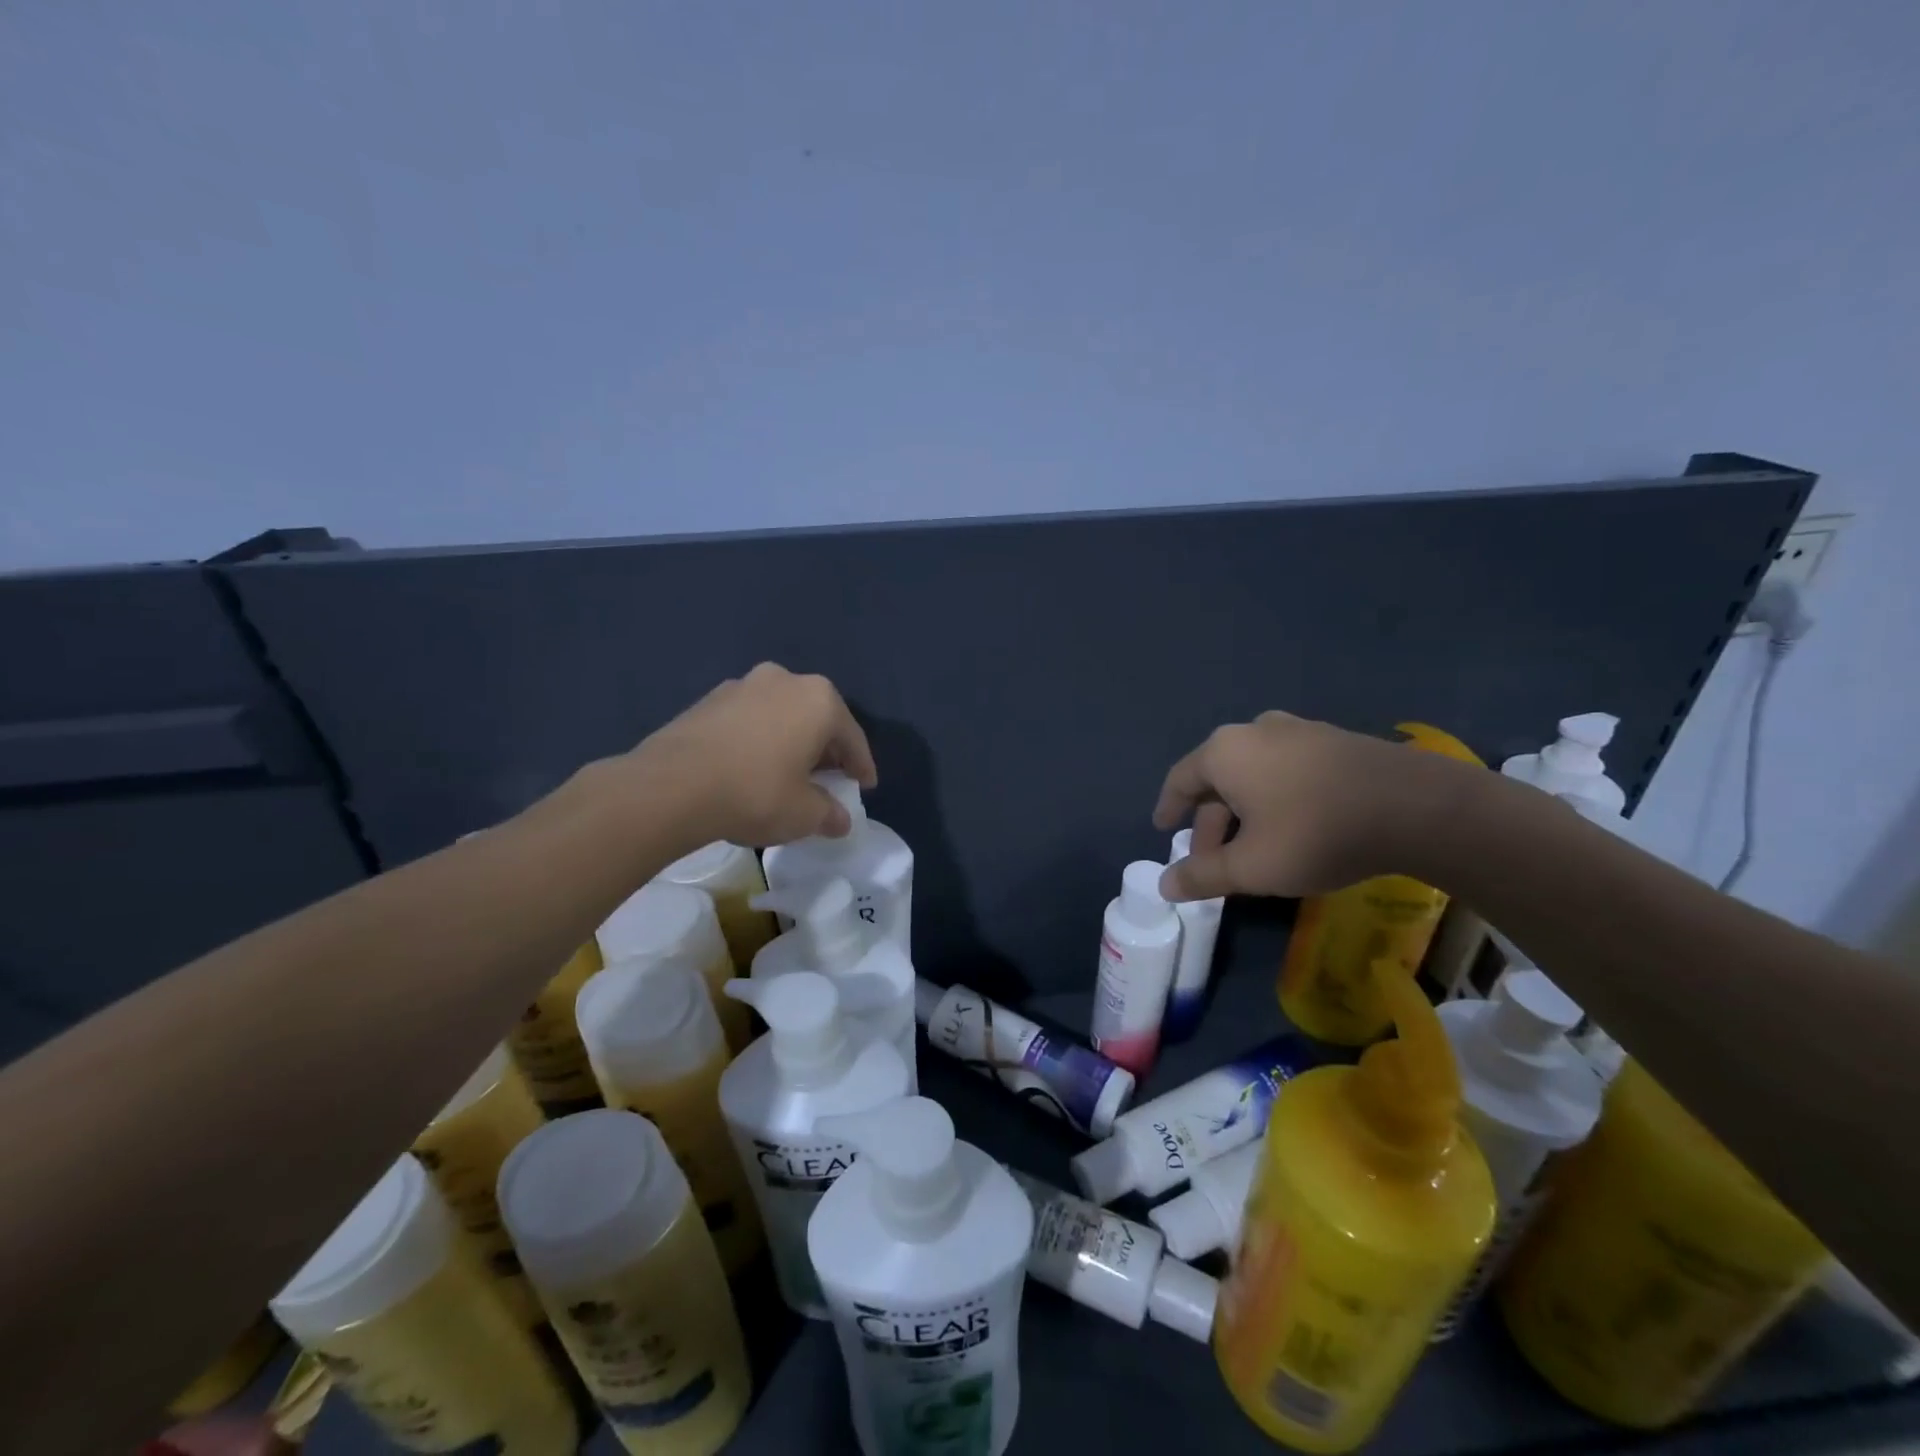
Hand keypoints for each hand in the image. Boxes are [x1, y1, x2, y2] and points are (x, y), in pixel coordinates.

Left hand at [632, 663, 877, 847]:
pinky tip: (752, 767)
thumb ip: (829, 814)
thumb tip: (839, 820)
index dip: (861, 766)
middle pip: (817, 719)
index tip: (865, 786)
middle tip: (830, 779)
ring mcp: (742, 685)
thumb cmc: (755, 793)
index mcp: (818, 700)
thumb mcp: (804, 814)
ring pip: (781, 716)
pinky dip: (759, 740)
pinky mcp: (708, 700)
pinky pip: (749, 720)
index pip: (852, 737)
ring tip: (788, 773)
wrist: (671, 786)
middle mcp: (784, 680)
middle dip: (825, 750)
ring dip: (790, 742)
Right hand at [1153, 712, 1468, 901]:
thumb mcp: (1251, 867)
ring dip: (1243, 809)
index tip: (1163, 828)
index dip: (1168, 808)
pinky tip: (1292, 825)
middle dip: (1211, 821)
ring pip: (1254, 772)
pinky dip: (1275, 796)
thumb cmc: (1316, 833)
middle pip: (1218, 777)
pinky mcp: (1334, 740)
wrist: (1417, 807)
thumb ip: (1202, 876)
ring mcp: (1299, 730)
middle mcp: (1255, 731)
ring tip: (1252, 845)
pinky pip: (1287, 768)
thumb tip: (1164, 886)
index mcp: (1224, 752)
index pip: (1181, 779)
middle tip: (1213, 859)